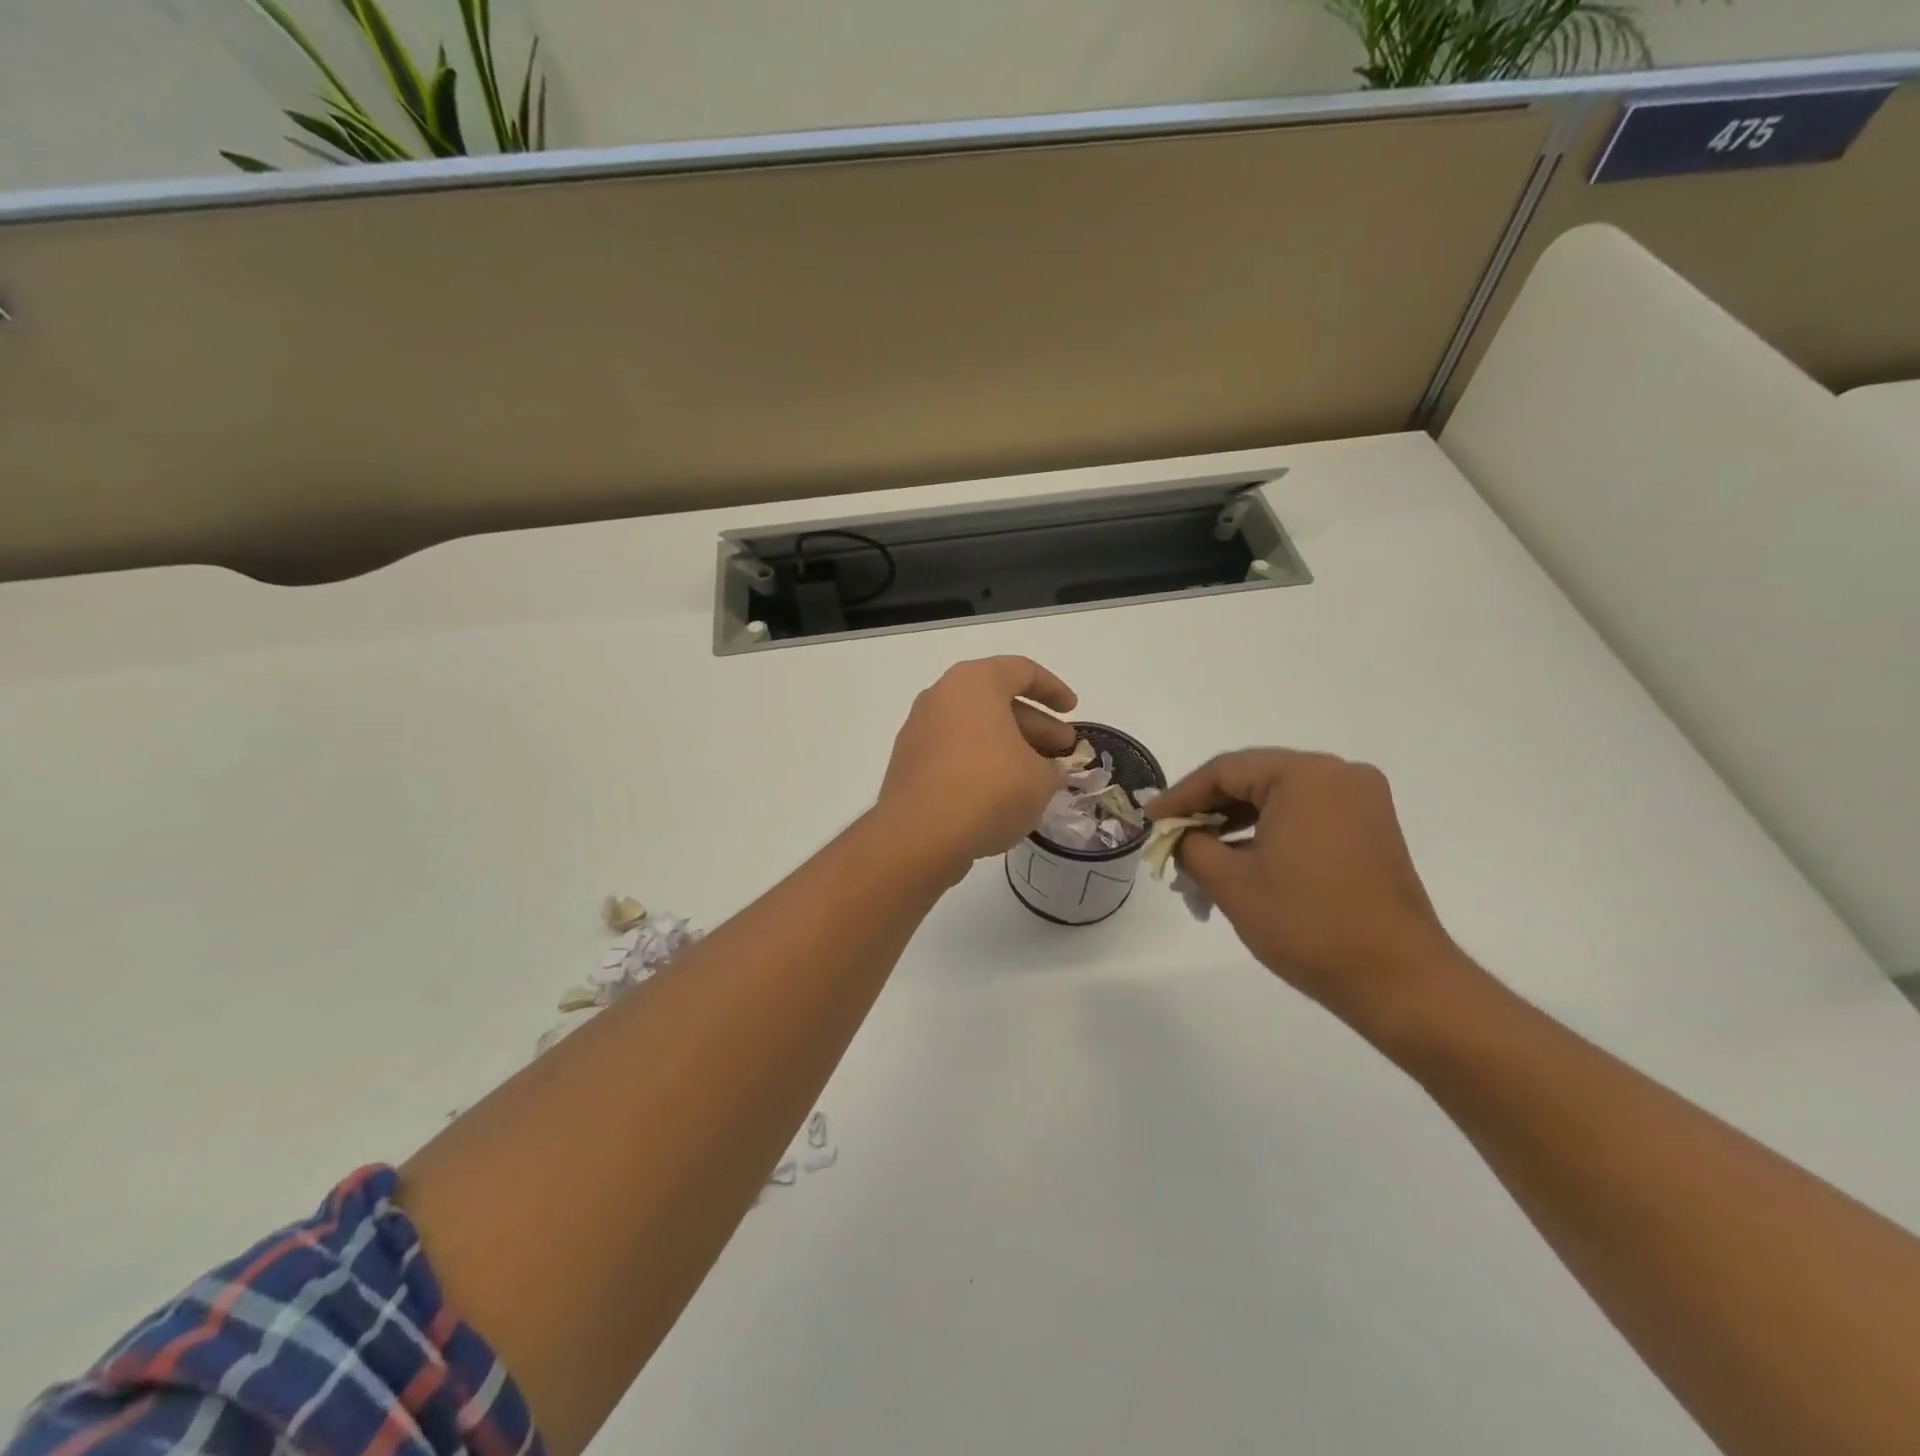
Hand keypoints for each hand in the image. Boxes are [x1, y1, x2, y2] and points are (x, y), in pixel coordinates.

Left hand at [877, 657, 1077, 875]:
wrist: (920, 834)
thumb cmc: (990, 788)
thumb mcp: (1040, 778)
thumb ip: (1050, 767)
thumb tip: (1045, 769)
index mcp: (974, 683)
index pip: (1021, 671)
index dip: (1053, 689)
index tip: (1073, 711)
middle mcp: (941, 697)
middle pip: (996, 701)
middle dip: (1034, 724)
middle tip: (1063, 748)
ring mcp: (919, 730)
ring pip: (974, 729)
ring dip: (1008, 746)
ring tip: (1036, 776)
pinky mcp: (908, 764)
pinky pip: (953, 753)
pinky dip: (980, 764)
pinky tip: (1001, 794)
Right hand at [1148, 749, 1459, 1029]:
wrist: (1399, 981)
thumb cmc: (1308, 924)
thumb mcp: (1231, 882)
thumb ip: (1191, 846)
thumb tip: (1178, 836)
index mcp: (1307, 776)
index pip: (1226, 770)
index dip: (1180, 796)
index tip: (1149, 821)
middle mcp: (1339, 775)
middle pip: (1254, 778)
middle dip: (1208, 809)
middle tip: (1170, 836)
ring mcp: (1361, 802)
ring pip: (1279, 798)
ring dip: (1235, 823)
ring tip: (1198, 855)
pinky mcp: (1370, 829)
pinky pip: (1305, 815)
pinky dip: (1268, 832)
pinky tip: (1239, 859)